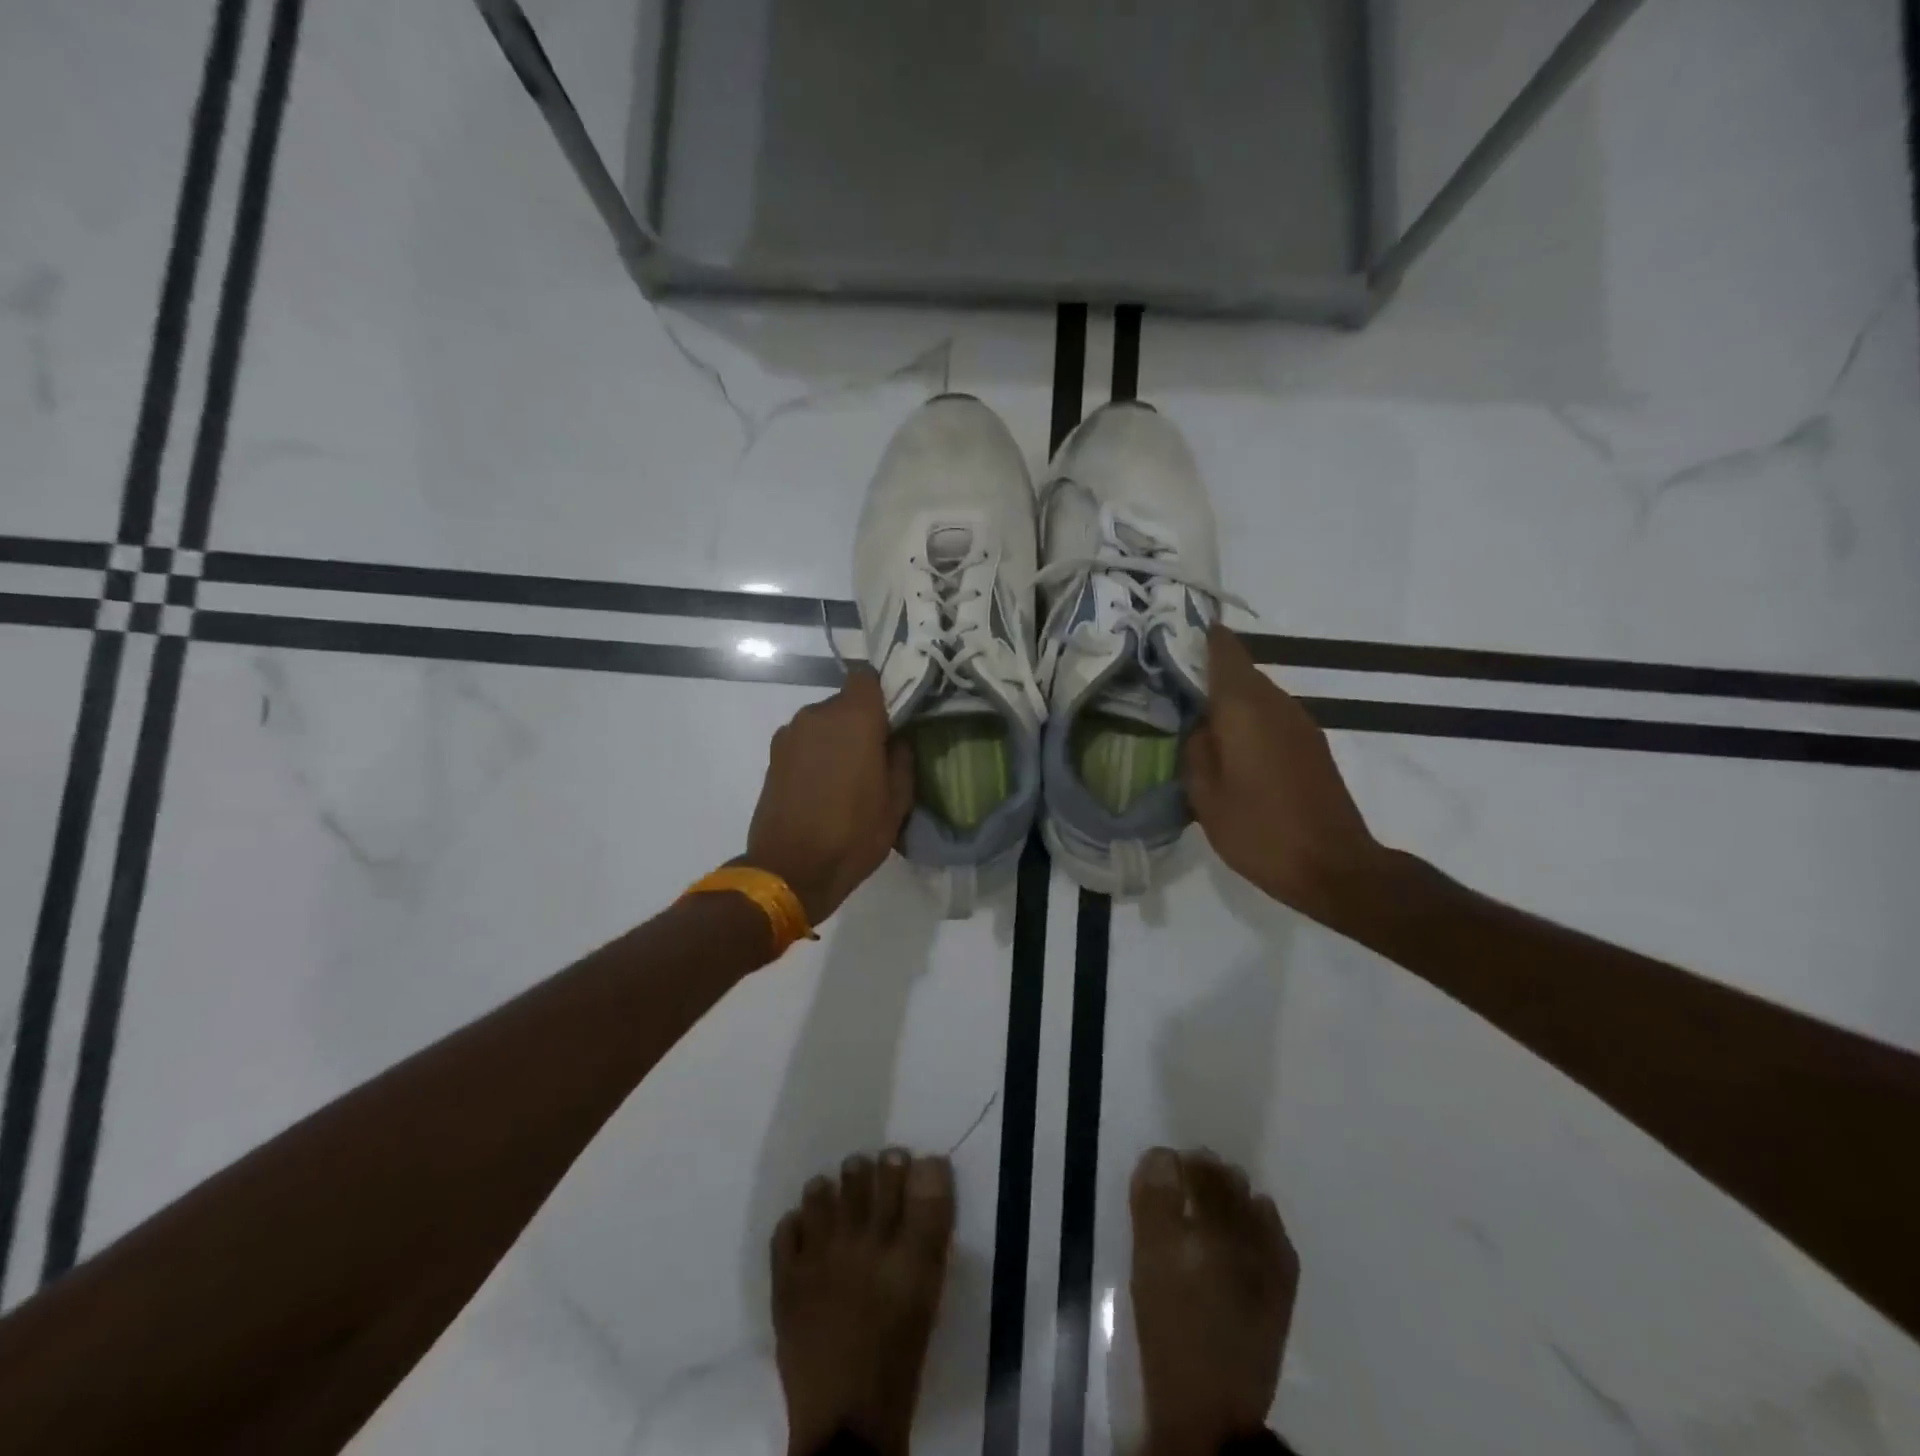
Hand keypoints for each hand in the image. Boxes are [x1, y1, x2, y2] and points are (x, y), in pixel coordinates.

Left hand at [744, 668, 914, 925]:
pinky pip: (804, 743)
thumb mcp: (897, 801)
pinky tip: (823, 788)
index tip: (894, 717)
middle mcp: (817, 715)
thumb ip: (902, 758)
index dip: (882, 692)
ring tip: (847, 778)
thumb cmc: (853, 833)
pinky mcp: (773, 757)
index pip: (867, 677)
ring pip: (823, 724)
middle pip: (845, 703)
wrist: (790, 869)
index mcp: (854, 718)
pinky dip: (816, 755)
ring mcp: (789, 735)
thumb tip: (897, 739)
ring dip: (836, 740)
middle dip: (861, 722)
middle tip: (876, 756)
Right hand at [1184, 625, 1387, 924]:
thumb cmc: (1260, 831)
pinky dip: (1246, 720)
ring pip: (1256, 694)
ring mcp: (1300, 723)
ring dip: (1227, 700)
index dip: (1198, 638)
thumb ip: (1195, 750)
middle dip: (1206, 673)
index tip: (1169, 637)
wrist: (1333, 867)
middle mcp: (1277, 703)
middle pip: (1239, 671)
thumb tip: (1198, 725)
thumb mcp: (1205, 796)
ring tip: (1193, 720)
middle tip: (1168, 687)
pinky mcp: (1311, 745)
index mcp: (1246, 708)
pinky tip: (1228, 747)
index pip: (1224, 651)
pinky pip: (1270, 716)